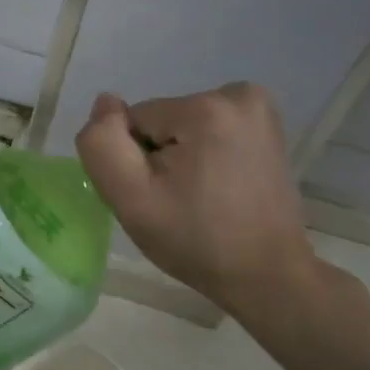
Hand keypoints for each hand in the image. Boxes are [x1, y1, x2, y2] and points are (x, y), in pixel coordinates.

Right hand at [74, 84, 319, 326]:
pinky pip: (208, 132)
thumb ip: (102, 143)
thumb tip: (105, 102)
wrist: (265, 274)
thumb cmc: (195, 240)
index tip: (158, 196)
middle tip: (177, 202)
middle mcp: (238, 94)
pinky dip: (203, 157)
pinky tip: (217, 189)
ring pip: (182, 128)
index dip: (135, 161)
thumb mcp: (131, 198)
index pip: (134, 121)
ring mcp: (259, 109)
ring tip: (198, 199)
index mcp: (206, 108)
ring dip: (180, 160)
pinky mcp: (267, 127)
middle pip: (161, 121)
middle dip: (159, 158)